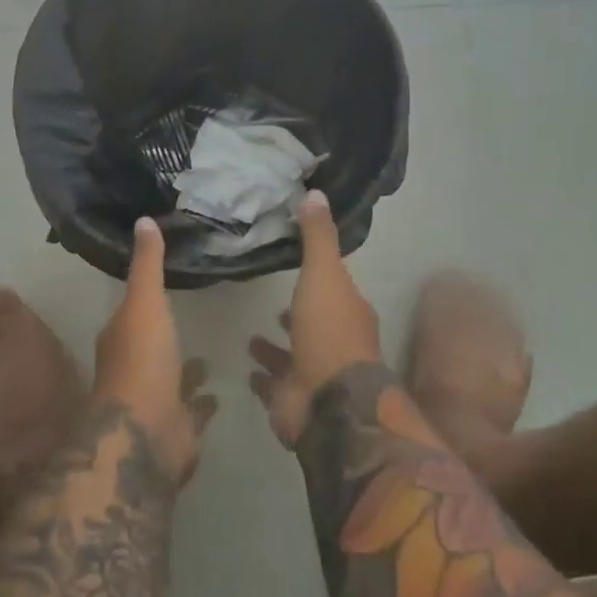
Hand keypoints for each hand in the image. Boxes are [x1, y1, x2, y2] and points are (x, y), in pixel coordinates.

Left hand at [92, 218, 217, 483]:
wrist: (147, 434)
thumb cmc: (142, 361)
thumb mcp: (144, 303)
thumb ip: (147, 265)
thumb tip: (143, 219)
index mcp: (120, 337)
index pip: (131, 311)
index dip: (145, 297)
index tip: (166, 284)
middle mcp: (132, 367)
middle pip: (151, 343)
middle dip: (166, 333)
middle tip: (194, 313)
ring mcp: (154, 399)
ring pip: (171, 377)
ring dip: (185, 367)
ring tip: (210, 352)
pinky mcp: (176, 426)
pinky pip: (192, 408)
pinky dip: (202, 400)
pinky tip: (219, 392)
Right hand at [247, 190, 382, 446]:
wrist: (330, 404)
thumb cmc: (330, 333)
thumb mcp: (324, 275)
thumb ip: (317, 238)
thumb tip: (315, 192)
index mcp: (349, 312)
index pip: (335, 289)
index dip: (319, 276)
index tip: (298, 264)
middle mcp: (336, 343)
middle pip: (314, 323)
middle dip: (297, 314)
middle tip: (272, 302)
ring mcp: (315, 374)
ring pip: (293, 356)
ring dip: (276, 348)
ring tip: (251, 336)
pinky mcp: (294, 400)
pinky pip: (275, 385)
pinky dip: (264, 378)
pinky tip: (247, 369)